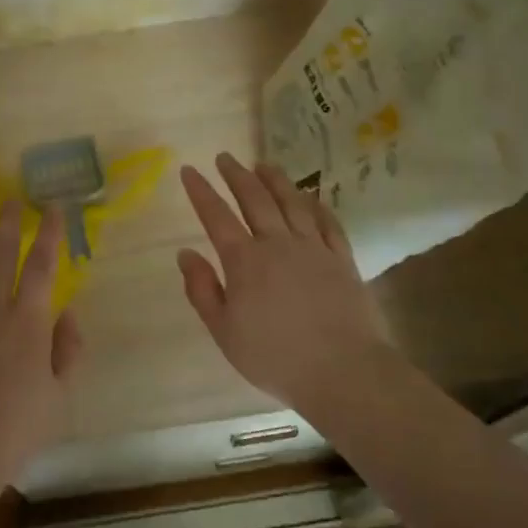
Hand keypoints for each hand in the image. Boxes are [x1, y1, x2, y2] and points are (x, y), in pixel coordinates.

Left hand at [0, 203, 83, 494]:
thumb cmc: (12, 432)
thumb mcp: (57, 397)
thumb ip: (67, 350)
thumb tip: (68, 312)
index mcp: (27, 323)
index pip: (41, 265)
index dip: (48, 233)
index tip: (52, 206)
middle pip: (0, 254)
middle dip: (8, 222)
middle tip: (12, 197)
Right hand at [177, 152, 394, 416]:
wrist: (342, 371)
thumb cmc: (275, 357)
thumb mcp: (224, 331)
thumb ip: (202, 290)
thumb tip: (185, 253)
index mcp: (245, 261)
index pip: (216, 217)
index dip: (201, 191)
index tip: (189, 170)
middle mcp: (277, 244)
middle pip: (255, 199)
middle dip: (236, 175)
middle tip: (225, 157)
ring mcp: (314, 248)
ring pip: (292, 203)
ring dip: (276, 180)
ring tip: (264, 164)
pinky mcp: (342, 259)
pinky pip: (328, 223)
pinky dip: (317, 205)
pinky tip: (311, 197)